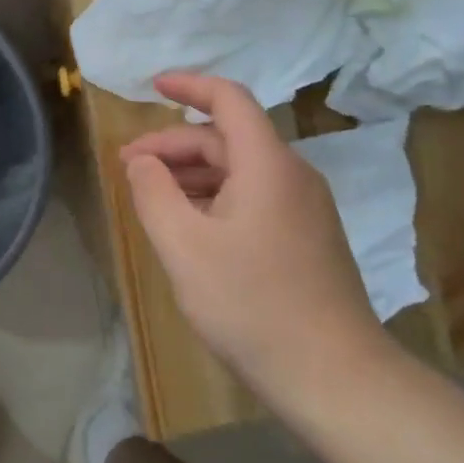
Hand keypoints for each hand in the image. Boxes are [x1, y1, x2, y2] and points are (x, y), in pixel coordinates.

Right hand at [120, 73, 385, 397]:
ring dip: (193, 174)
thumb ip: (154, 194)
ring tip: (151, 195)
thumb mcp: (184, 247)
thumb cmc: (252, 305)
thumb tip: (142, 162)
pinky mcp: (308, 238)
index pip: (229, 100)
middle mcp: (292, 175)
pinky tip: (191, 225)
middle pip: (228, 139)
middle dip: (175, 145)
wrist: (334, 376)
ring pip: (241, 171)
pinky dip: (216, 197)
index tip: (152, 86)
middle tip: (129, 167)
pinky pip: (255, 197)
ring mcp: (305, 208)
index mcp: (267, 165)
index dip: (189, 86)